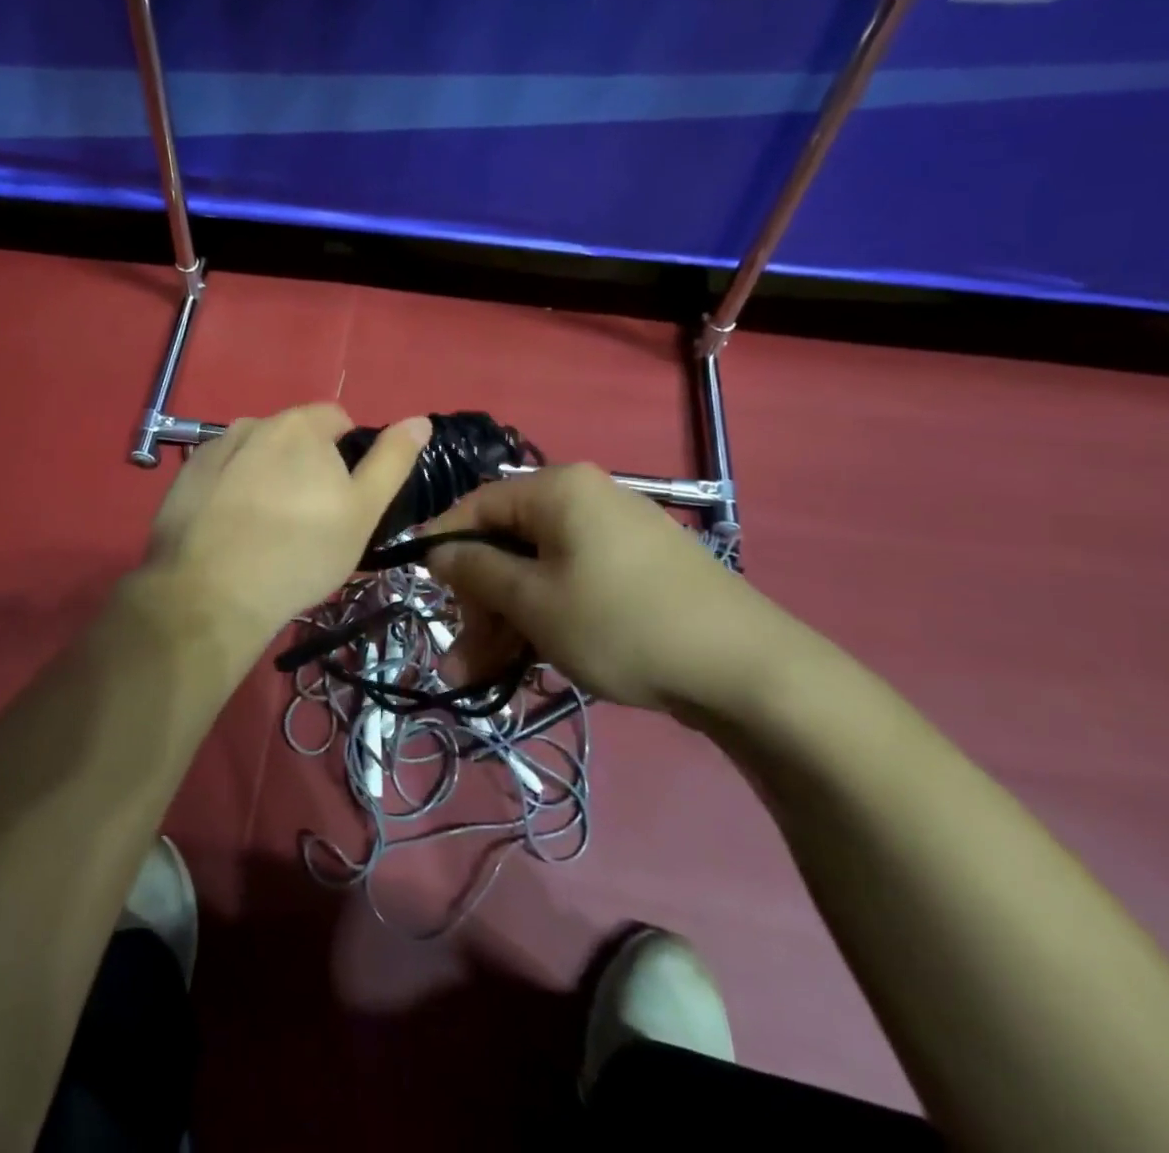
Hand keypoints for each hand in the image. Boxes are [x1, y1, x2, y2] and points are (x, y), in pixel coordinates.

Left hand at [139, 403, 431, 667]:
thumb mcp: (363, 511)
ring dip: (265, 476)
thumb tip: (420, 420)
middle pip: (292, 437)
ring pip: (254, 455)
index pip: (335, 419)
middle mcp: (252, 423)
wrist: (212, 594)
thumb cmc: (302, 552)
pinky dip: (230, 492)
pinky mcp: (183, 479)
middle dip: (304, 465)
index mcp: (299, 425)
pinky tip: (230, 531)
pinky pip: (220, 475)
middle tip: (307, 518)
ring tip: (266, 528)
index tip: (342, 497)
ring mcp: (211, 450)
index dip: (346, 454)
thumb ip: (392, 460)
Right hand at [425, 465, 802, 712]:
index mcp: (557, 489)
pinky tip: (531, 666)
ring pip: (538, 572)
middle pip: (508, 544)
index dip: (443, 547)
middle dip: (479, 604)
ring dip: (507, 623)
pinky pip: (572, 585)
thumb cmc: (621, 623)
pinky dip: (546, 620)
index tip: (421, 591)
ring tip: (484, 679)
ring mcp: (615, 535)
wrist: (746, 669)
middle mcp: (585, 500)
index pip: (478, 505)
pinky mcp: (637, 570)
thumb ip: (476, 570)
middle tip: (461, 660)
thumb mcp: (534, 601)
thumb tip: (436, 550)